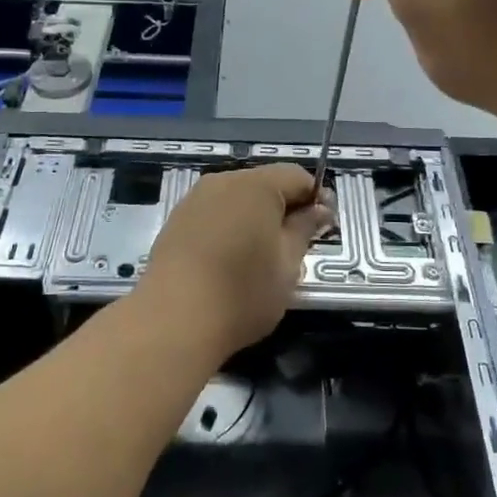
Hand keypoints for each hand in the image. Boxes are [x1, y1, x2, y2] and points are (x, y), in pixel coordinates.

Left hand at [140, 165, 334, 355]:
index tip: (322, 230)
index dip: (316, 199)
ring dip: (255, 218)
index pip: (298, 176)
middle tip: (295, 248)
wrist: (173, 320)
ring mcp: (195, 199)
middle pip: (266, 183)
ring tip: (260, 257)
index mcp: (257, 185)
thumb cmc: (242, 292)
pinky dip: (229, 228)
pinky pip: (214, 213)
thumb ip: (305, 229)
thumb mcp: (288, 264)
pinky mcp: (176, 220)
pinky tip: (229, 261)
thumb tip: (320, 209)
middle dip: (284, 208)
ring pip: (238, 198)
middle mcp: (224, 181)